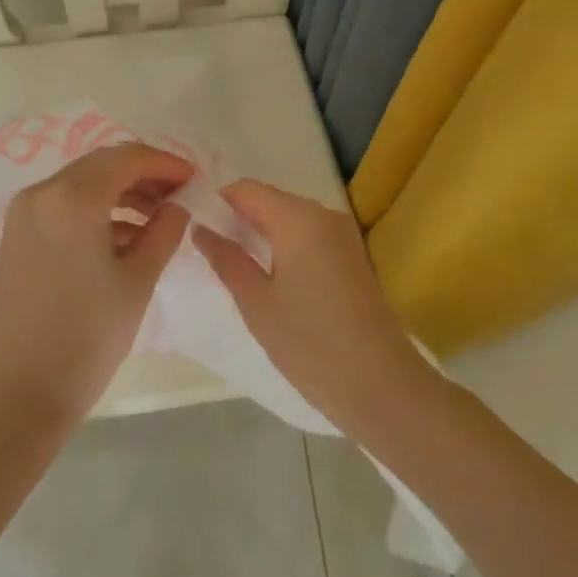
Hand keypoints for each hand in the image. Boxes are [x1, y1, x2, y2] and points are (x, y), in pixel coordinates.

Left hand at [0, 142, 194, 433]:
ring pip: (82, 183)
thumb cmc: (86, 339)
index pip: (128, 157)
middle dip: (144, 175)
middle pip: (102, 164)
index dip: (165, 163)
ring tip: (158, 219)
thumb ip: (164, 232)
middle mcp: (42, 192)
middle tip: (179, 196)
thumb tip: (178, 205)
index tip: (195, 178)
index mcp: (73, 198)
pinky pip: (63, 204)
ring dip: (121, 192)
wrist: (17, 395)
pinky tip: (125, 237)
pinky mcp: (16, 234)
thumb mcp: (137, 282)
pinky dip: (96, 210)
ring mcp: (24, 212)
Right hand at [194, 180, 433, 438]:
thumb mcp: (256, 303)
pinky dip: (285, 245)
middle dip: (238, 219)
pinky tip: (270, 277)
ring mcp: (342, 233)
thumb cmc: (311, 343)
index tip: (195, 229)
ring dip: (261, 233)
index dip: (217, 203)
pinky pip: (308, 235)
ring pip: (289, 217)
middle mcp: (323, 213)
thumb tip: (199, 228)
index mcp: (298, 217)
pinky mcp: (352, 254)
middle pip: (269, 200)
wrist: (382, 386)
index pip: (245, 189)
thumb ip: (226, 259)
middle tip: (210, 252)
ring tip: (235, 266)